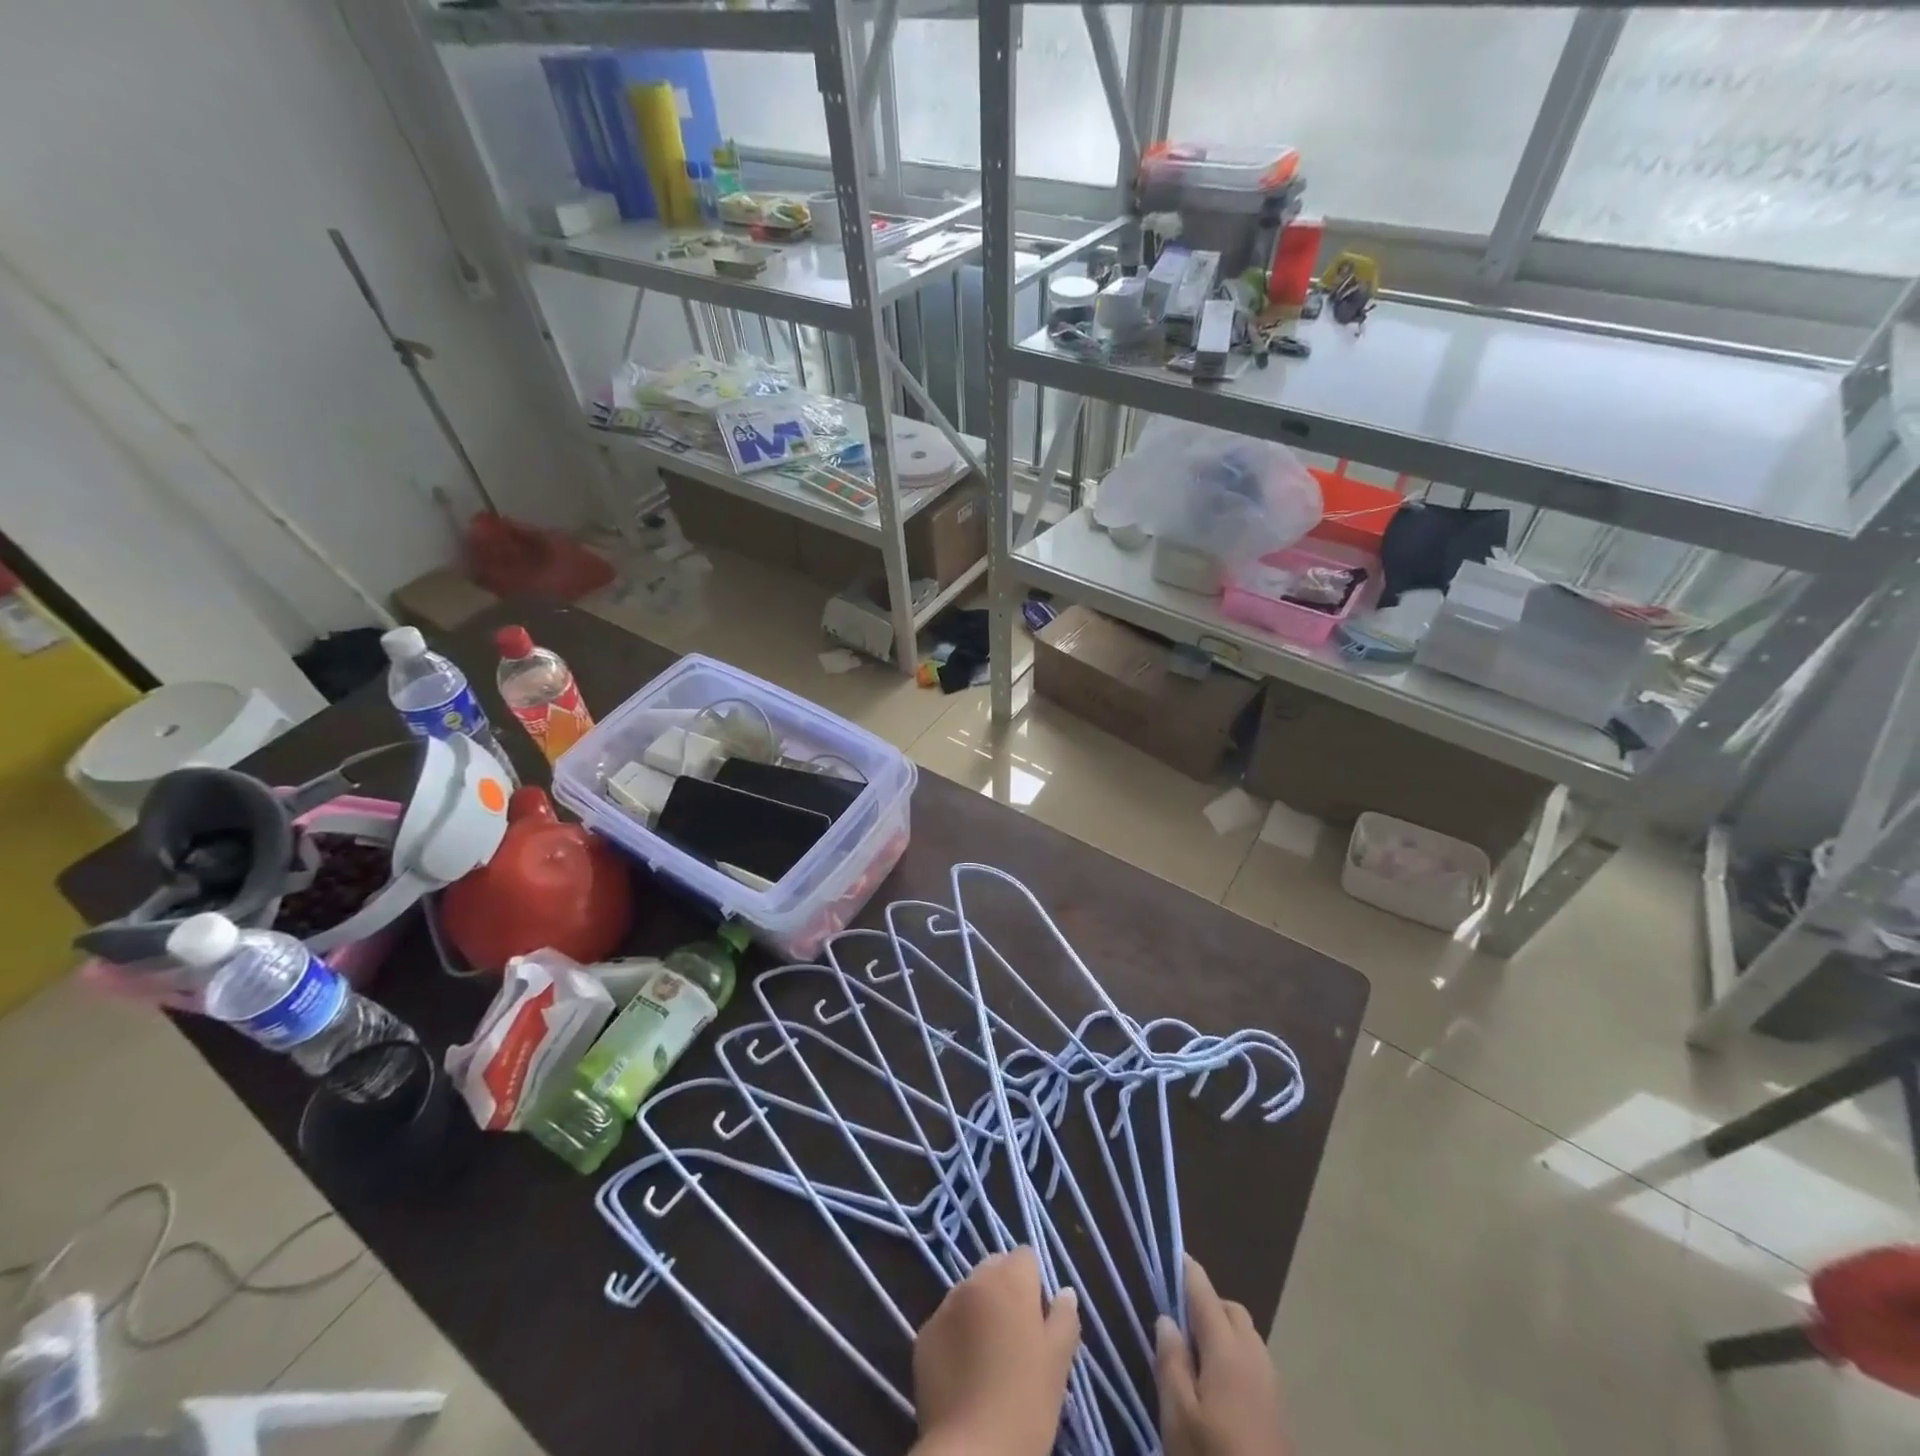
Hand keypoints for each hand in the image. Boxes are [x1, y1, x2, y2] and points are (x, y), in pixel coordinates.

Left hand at [911, 1248, 1080, 1455]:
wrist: (971, 1452)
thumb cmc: (1025, 1404)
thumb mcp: (1058, 1364)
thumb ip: (1064, 1319)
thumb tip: (1064, 1293)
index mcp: (1010, 1280)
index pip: (1025, 1256)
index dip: (1034, 1284)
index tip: (1038, 1319)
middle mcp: (974, 1281)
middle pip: (994, 1269)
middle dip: (1004, 1291)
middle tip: (1015, 1338)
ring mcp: (944, 1306)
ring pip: (968, 1294)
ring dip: (978, 1312)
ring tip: (988, 1358)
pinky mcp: (922, 1335)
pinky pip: (945, 1323)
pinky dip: (955, 1336)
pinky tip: (964, 1373)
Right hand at [1156, 1255, 1291, 1455]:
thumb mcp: (1178, 1417)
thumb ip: (1171, 1362)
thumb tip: (1167, 1318)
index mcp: (1227, 1350)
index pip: (1204, 1293)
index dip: (1187, 1271)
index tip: (1172, 1254)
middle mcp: (1254, 1356)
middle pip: (1231, 1310)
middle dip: (1206, 1303)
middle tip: (1178, 1320)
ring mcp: (1272, 1385)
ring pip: (1246, 1336)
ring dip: (1223, 1331)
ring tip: (1195, 1357)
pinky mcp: (1280, 1412)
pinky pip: (1255, 1363)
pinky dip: (1236, 1357)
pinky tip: (1219, 1388)